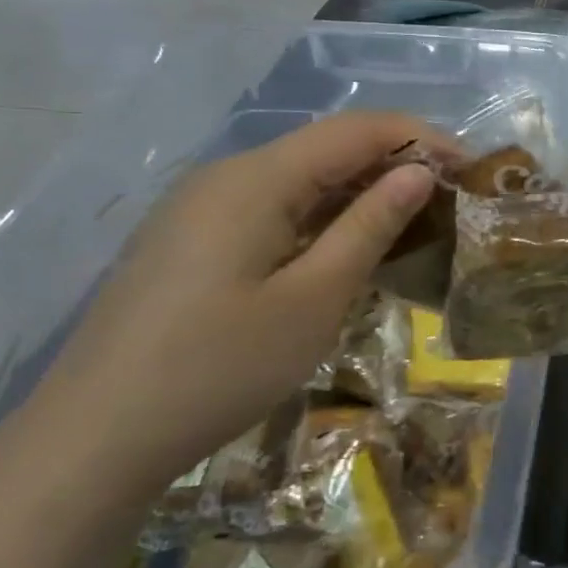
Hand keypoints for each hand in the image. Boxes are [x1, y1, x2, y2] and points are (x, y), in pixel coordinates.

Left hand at [22, 112, 447, 504]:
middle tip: (451, 203)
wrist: (95, 437)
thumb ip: (369, 227)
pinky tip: (348, 250)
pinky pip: (273, 210)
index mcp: (256, 178)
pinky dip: (322, 219)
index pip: (356, 130)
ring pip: (300, 180)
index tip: (471, 169)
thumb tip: (418, 173)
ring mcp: (202, 208)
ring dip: (360, 193)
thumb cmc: (218, 368)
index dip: (420, 138)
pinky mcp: (192, 241)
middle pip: (326, 148)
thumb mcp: (313, 299)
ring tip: (414, 225)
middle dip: (394, 165)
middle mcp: (226, 176)